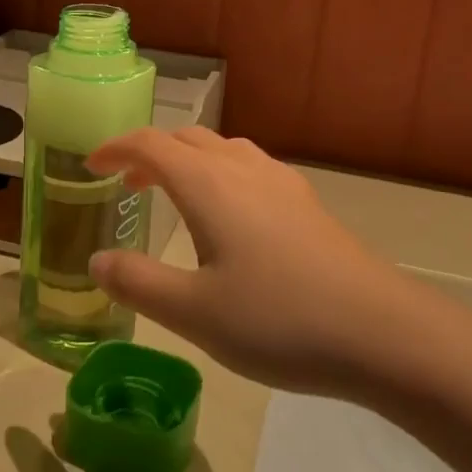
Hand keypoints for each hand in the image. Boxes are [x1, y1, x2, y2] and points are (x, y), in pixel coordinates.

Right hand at [85, 128, 416, 395]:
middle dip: (150, 153)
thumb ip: (138, 283)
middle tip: (127, 183)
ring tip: (176, 194)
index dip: (115, 148)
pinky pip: (251, 168)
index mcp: (209, 185)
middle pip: (187, 139)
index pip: (150, 144)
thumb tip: (97, 261)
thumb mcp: (194, 312)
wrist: (381, 331)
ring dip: (189, 161)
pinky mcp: (308, 205)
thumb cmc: (278, 319)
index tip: (90, 165)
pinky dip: (222, 175)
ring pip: (223, 150)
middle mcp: (244, 170)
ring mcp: (282, 184)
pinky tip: (232, 216)